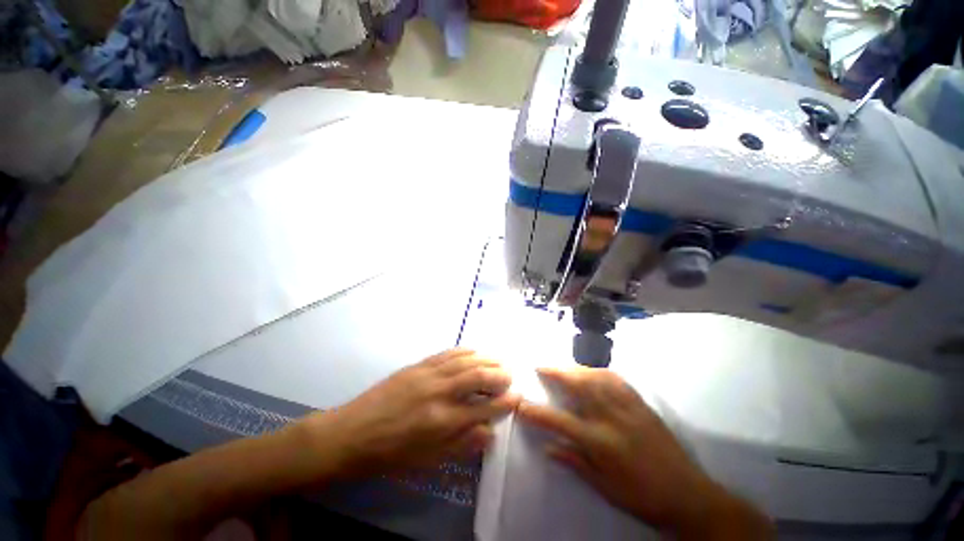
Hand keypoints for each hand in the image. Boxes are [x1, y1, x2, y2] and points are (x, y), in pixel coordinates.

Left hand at [302, 349, 519, 475]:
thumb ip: (461, 445)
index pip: (484, 408)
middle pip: (478, 376)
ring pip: (465, 360)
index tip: (517, 397)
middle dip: (499, 374)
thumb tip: (489, 433)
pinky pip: (447, 353)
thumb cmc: (389, 453)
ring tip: (498, 360)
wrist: (351, 433)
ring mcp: (428, 374)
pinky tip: (474, 351)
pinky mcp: (418, 365)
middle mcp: (439, 393)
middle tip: (510, 376)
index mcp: (442, 422)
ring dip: (486, 358)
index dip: (505, 402)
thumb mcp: (426, 460)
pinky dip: (465, 351)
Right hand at [517, 368, 769, 536]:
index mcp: (600, 441)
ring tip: (563, 366)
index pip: (559, 421)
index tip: (521, 403)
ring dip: (575, 368)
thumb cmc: (642, 496)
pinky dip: (599, 371)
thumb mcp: (604, 487)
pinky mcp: (641, 403)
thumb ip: (575, 462)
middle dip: (556, 371)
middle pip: (578, 385)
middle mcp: (611, 417)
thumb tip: (548, 448)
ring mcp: (628, 406)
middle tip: (541, 365)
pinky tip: (593, 372)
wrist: (688, 494)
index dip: (537, 412)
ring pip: (596, 376)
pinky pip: (616, 379)